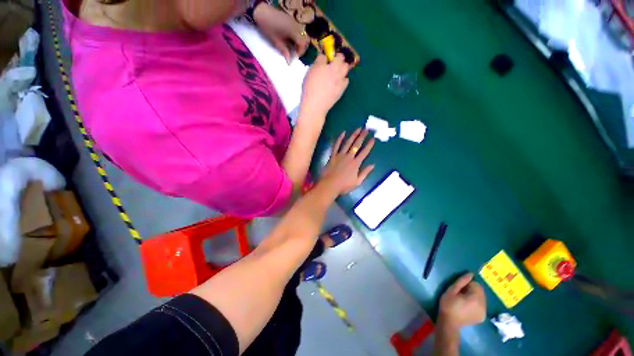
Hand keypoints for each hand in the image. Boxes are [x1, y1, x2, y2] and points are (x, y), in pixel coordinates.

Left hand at [253, 3, 309, 61]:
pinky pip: (299, 30)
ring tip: (293, 47)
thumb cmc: (268, 27)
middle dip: (302, 47)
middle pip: (306, 39)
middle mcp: (296, 26)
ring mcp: (294, 22)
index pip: (302, 43)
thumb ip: (284, 51)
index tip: (295, 57)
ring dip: (300, 42)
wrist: (261, 11)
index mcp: (293, 31)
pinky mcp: (292, 20)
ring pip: (303, 34)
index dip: (300, 52)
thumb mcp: (276, 41)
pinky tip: (291, 40)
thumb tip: (289, 60)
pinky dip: (298, 37)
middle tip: (295, 53)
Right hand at [301, 54, 350, 116]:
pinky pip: (346, 80)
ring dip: (342, 68)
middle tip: (332, 64)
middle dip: (339, 59)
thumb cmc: (310, 88)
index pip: (329, 54)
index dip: (328, 55)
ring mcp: (341, 80)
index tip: (326, 59)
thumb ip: (318, 63)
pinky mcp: (342, 90)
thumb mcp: (310, 72)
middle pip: (342, 59)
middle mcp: (336, 70)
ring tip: (336, 73)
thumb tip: (323, 58)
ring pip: (346, 68)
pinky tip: (337, 83)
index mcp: (328, 65)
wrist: (315, 105)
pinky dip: (343, 79)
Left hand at [320, 129, 374, 194]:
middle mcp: (349, 157)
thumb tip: (372, 165)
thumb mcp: (357, 182)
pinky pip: (336, 145)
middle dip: (362, 136)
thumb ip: (365, 173)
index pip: (364, 152)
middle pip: (356, 145)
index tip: (373, 138)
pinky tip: (343, 133)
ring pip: (347, 143)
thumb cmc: (344, 185)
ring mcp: (340, 155)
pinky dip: (339, 139)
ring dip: (353, 135)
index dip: (369, 145)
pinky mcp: (333, 156)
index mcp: (356, 164)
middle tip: (366, 129)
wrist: (330, 185)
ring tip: (358, 129)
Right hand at [438, 273, 486, 330]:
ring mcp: (484, 312)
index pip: (476, 285)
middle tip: (461, 293)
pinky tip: (467, 306)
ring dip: (474, 296)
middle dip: (472, 290)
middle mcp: (483, 305)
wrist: (449, 322)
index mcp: (475, 298)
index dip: (467, 284)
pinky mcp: (482, 317)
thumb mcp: (451, 290)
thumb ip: (461, 281)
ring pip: (481, 298)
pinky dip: (476, 303)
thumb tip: (470, 273)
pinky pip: (481, 305)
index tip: (459, 288)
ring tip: (463, 300)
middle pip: (480, 291)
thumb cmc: (448, 304)